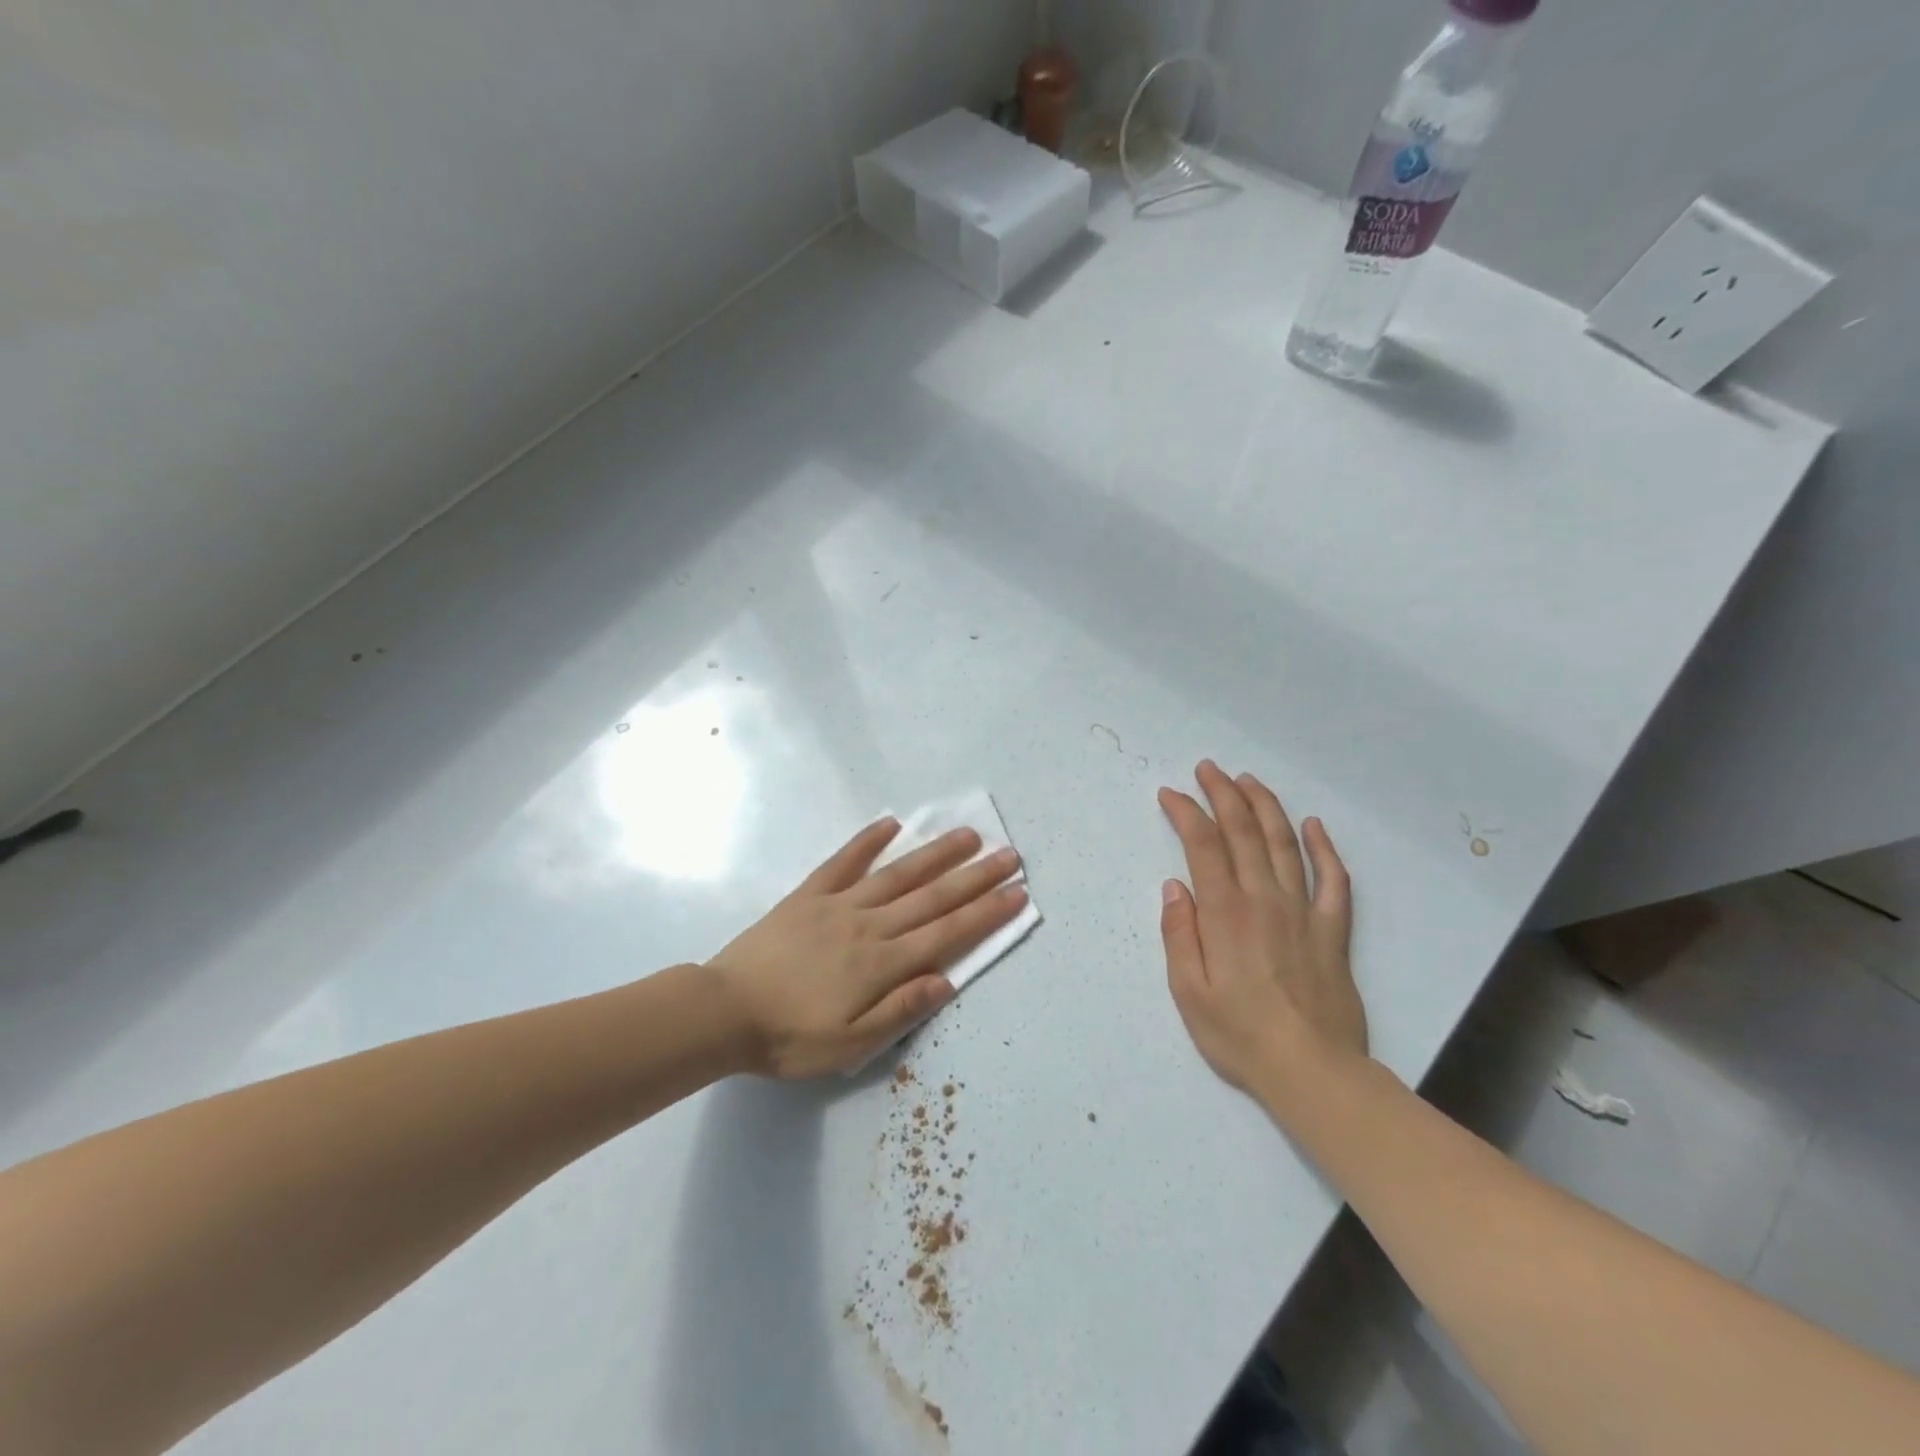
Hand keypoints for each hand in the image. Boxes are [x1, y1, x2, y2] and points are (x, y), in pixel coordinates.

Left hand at [706, 819, 1027, 1078]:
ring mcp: (839, 904)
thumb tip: (947, 981)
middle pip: (932, 897)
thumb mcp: (850, 1044)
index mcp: (883, 963)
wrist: (724, 1011)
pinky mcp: (809, 894)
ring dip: (935, 854)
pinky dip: (867, 841)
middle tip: (1009, 854)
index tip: (1017, 893)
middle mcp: (870, 926)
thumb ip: (900, 1010)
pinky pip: (843, 862)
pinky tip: (890, 823)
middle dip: (975, 876)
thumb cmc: (790, 1037)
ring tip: (967, 835)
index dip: (986, 913)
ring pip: (898, 874)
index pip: (947, 934)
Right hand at [1157, 762, 1365, 1095]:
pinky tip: (1313, 825)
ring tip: (1247, 780)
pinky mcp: (1332, 929)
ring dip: (1265, 806)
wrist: (1312, 1070)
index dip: (1186, 812)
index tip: (1170, 794)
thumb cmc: (1239, 1034)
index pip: (1203, 844)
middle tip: (1207, 769)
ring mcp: (1303, 910)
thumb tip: (1174, 886)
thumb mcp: (1188, 991)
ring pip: (1284, 843)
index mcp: (1225, 912)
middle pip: (1243, 831)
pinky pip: (1333, 879)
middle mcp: (1264, 899)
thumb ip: (1179, 933)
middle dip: (1222, 793)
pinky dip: (1323, 848)